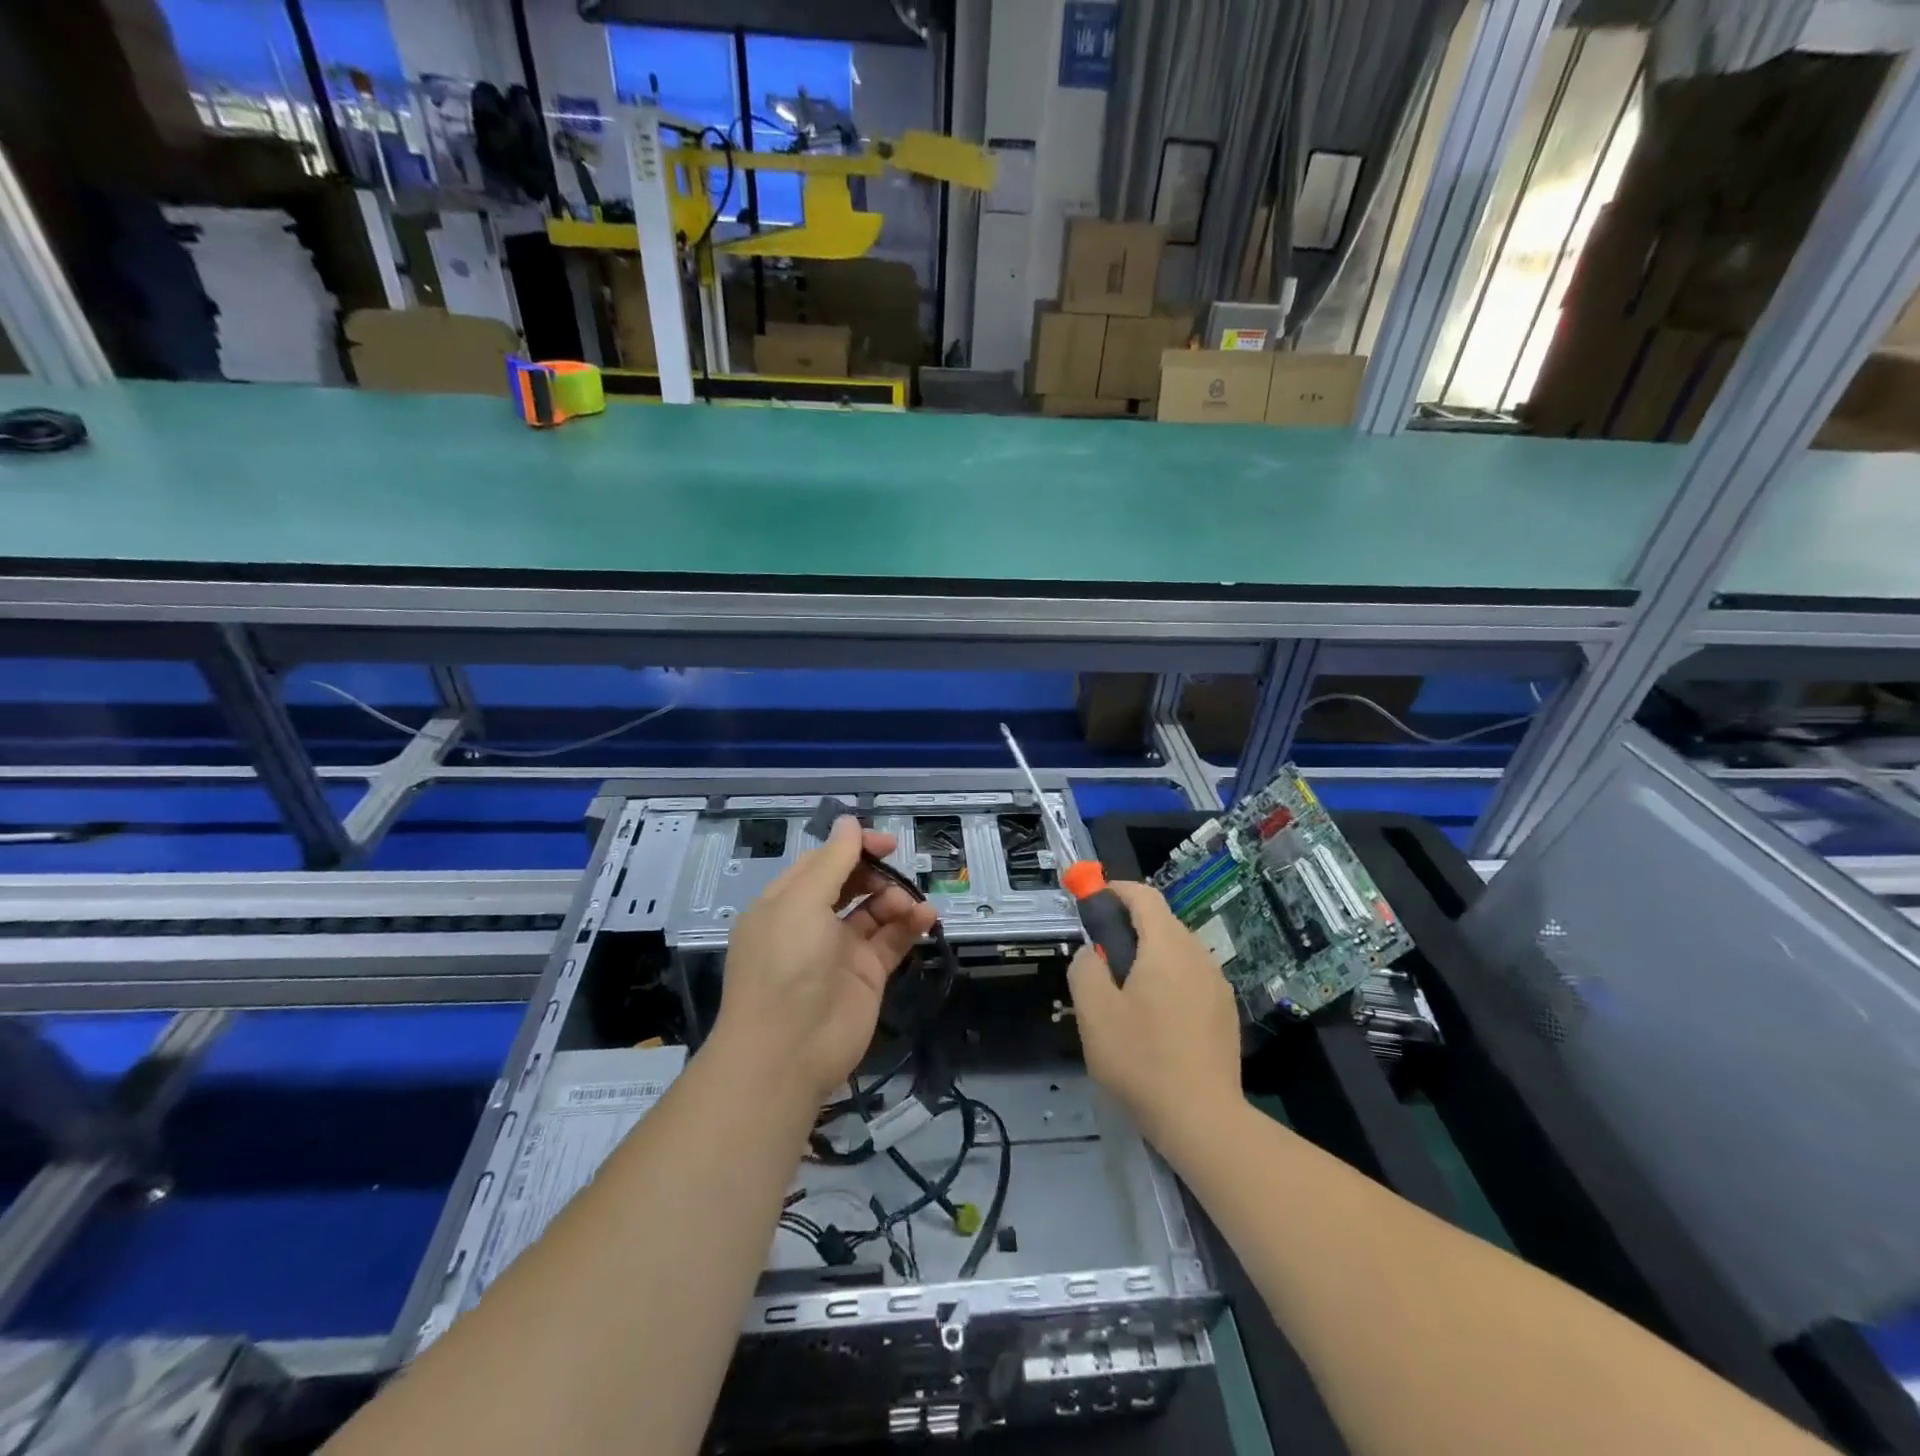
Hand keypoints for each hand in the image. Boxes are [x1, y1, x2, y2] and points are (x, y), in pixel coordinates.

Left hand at [712, 816, 937, 1106]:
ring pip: (875, 910)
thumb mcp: (801, 903)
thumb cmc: (786, 966)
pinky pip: (893, 940)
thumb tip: (848, 822)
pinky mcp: (867, 975)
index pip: (823, 862)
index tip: (885, 843)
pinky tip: (926, 917)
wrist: (787, 1053)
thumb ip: (832, 861)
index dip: (853, 848)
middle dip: (877, 872)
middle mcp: (812, 923)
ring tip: (910, 905)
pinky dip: (911, 925)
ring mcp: (841, 950)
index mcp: (786, 902)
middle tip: (899, 868)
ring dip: (896, 898)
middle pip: (851, 883)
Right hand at [1067, 880, 1240, 1146]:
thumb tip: (1093, 952)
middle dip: (1129, 928)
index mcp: (1166, 947)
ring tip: (1124, 994)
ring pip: (1177, 952)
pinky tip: (1155, 1020)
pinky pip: (1191, 978)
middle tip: (1100, 958)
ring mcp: (1217, 985)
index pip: (1143, 896)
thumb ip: (1086, 968)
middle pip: (1161, 923)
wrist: (1203, 1119)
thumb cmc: (1142, 1060)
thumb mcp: (1094, 1013)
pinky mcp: (1225, 1012)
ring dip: (1149, 956)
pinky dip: (1168, 980)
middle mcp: (1198, 955)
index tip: (1091, 898)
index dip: (1115, 890)